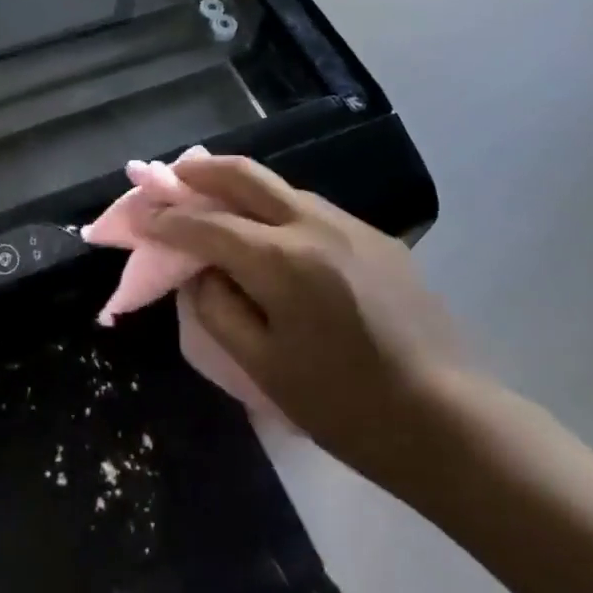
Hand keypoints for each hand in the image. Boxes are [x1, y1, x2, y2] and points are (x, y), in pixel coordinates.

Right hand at [148, 154, 464, 498]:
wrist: (450, 422)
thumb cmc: (346, 407)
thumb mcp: (264, 368)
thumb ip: (218, 310)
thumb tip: (200, 272)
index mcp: (282, 260)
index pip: (207, 223)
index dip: (167, 219)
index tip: (141, 217)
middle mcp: (314, 224)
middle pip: (245, 174)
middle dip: (200, 170)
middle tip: (172, 176)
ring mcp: (350, 225)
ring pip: (280, 186)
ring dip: (239, 184)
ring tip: (213, 197)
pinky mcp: (376, 237)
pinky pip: (310, 208)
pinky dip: (275, 207)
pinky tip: (269, 231)